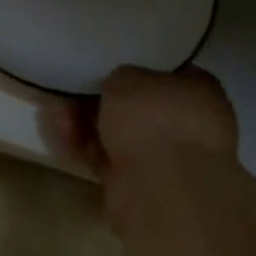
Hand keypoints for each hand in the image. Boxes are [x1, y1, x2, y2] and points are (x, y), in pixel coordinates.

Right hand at [45, 66, 237, 231]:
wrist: (161, 187)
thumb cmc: (154, 117)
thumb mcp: (127, 76)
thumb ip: (120, 77)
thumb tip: (118, 87)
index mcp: (200, 91)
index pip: (164, 74)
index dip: (131, 70)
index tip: (101, 68)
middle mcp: (188, 125)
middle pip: (134, 108)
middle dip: (97, 101)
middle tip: (68, 92)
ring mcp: (164, 159)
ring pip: (116, 134)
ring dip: (83, 123)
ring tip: (55, 114)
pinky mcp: (137, 185)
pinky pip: (105, 158)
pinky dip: (82, 147)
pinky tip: (60, 135)